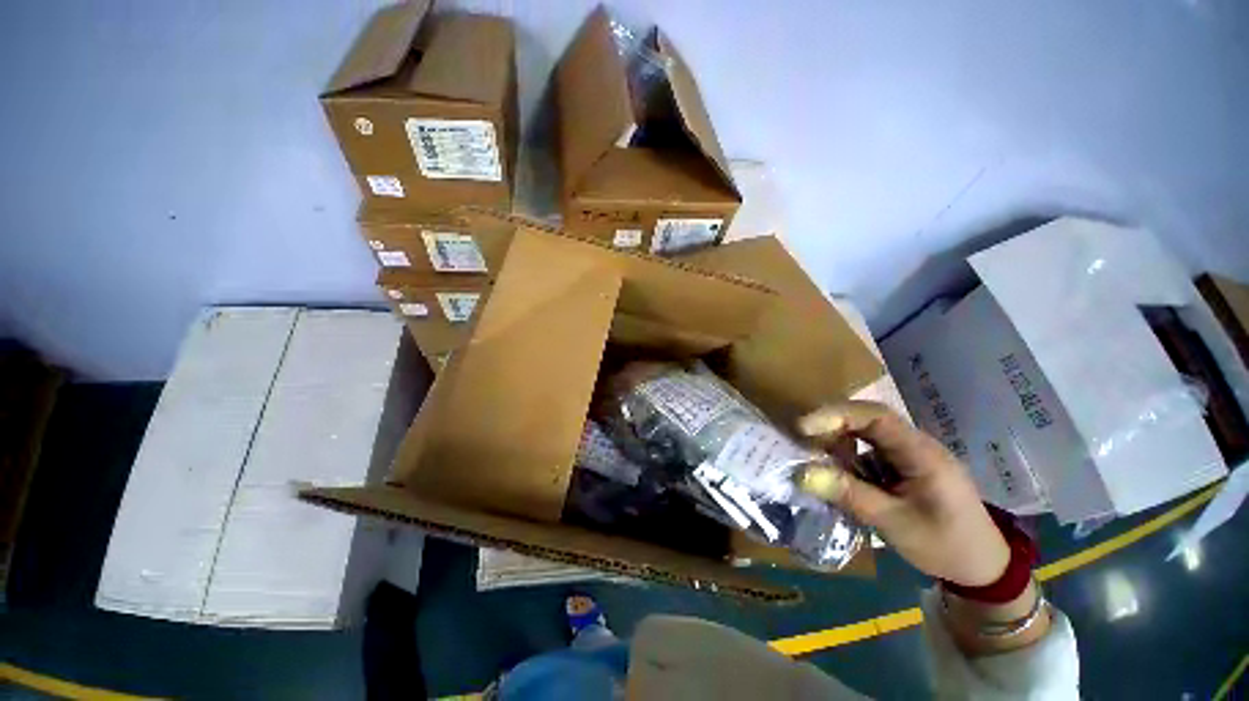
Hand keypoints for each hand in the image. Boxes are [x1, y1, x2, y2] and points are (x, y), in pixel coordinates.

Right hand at [796, 401, 1010, 587]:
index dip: (837, 415)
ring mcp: (909, 455)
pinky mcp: (903, 466)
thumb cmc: (945, 545)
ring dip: (837, 444)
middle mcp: (914, 445)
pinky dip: (848, 460)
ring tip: (815, 461)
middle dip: (831, 427)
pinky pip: (868, 452)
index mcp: (921, 453)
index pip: (876, 416)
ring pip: (865, 435)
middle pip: (867, 420)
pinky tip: (838, 476)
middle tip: (802, 440)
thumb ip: (849, 494)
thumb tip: (801, 474)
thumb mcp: (894, 523)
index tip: (805, 427)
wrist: (983, 568)